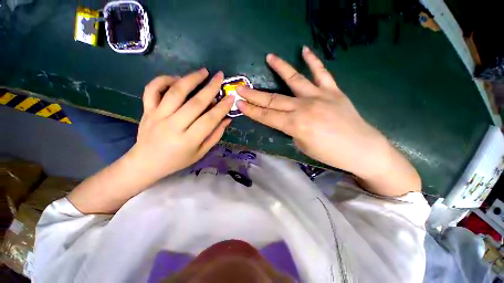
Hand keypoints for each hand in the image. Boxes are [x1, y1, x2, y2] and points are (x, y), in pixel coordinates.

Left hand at [68, 70, 233, 213]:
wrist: (146, 163)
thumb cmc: (177, 160)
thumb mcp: (200, 152)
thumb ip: (215, 136)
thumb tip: (227, 119)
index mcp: (188, 140)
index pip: (209, 120)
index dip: (222, 107)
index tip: (231, 97)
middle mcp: (173, 125)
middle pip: (195, 103)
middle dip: (210, 88)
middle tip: (220, 76)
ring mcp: (157, 116)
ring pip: (175, 92)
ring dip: (191, 79)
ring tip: (203, 72)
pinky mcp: (147, 110)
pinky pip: (152, 89)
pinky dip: (163, 80)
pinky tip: (176, 78)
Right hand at [237, 47, 420, 195]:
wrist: (362, 149)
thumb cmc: (330, 154)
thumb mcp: (303, 145)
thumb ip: (292, 129)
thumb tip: (287, 119)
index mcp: (295, 125)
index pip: (267, 116)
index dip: (251, 110)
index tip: (238, 103)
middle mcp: (304, 107)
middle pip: (273, 100)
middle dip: (254, 95)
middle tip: (240, 88)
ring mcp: (319, 96)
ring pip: (294, 79)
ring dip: (280, 68)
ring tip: (269, 57)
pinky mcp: (333, 91)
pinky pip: (321, 73)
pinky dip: (313, 61)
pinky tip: (304, 50)